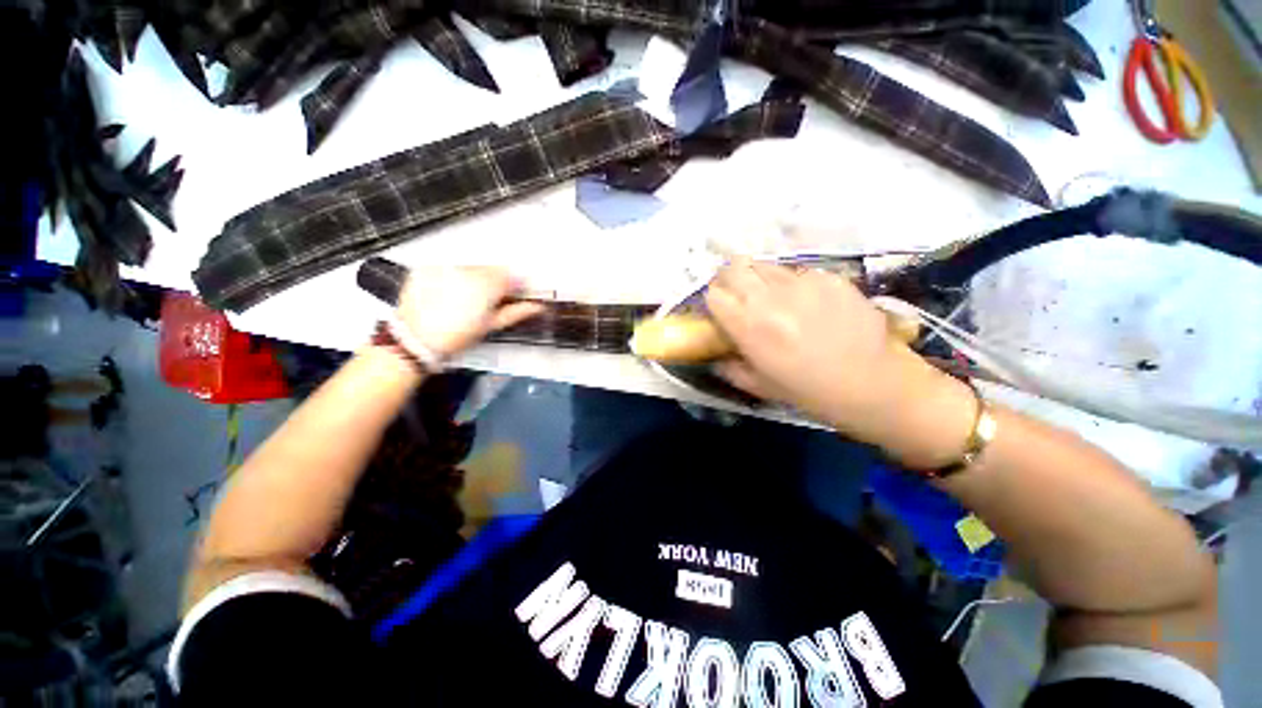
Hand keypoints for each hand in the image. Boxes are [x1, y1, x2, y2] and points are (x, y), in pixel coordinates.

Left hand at [397, 266, 544, 357]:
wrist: (414, 339)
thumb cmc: (458, 336)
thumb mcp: (491, 326)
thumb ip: (517, 312)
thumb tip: (538, 306)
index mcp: (487, 285)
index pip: (512, 275)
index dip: (516, 285)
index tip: (516, 295)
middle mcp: (467, 269)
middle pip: (491, 269)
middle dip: (494, 282)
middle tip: (488, 300)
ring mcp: (445, 266)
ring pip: (470, 267)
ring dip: (474, 279)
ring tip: (464, 299)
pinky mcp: (426, 267)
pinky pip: (448, 268)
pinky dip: (452, 277)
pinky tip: (446, 293)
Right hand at [706, 260, 976, 466]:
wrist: (877, 386)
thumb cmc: (812, 393)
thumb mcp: (760, 387)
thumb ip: (729, 366)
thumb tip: (714, 353)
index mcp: (750, 327)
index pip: (714, 294)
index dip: (714, 303)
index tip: (721, 313)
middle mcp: (772, 297)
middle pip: (734, 268)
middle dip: (730, 281)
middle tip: (740, 299)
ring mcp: (803, 283)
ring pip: (764, 265)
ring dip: (759, 280)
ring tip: (773, 300)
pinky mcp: (830, 277)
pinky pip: (797, 272)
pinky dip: (791, 284)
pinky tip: (807, 305)